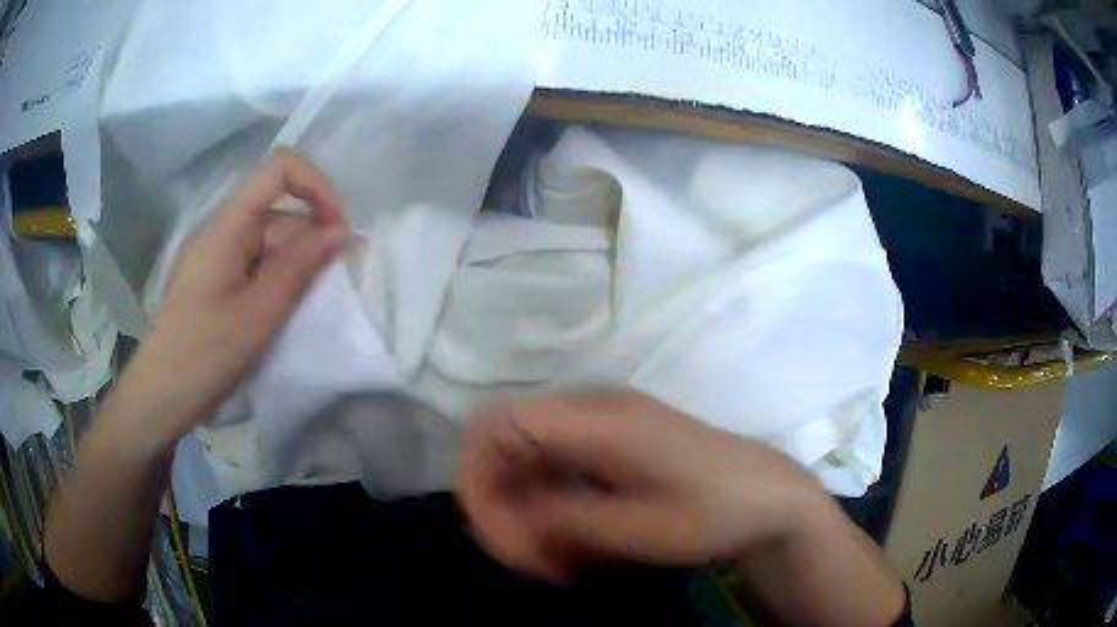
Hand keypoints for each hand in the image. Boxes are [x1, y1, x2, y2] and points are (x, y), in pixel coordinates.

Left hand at [117, 148, 348, 449]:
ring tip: (307, 303)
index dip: (314, 186)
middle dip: (310, 236)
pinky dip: (277, 277)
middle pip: (277, 210)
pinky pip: (255, 262)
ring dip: (295, 262)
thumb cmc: (204, 355)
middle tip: (331, 281)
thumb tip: (341, 230)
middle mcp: (221, 229)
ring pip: (269, 239)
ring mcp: (216, 254)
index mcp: (226, 225)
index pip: (277, 169)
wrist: (160, 396)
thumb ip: (299, 266)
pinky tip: (284, 306)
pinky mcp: (215, 277)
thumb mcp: (258, 313)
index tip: (337, 227)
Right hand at [457, 389, 830, 582]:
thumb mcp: (646, 530)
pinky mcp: (609, 445)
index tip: (496, 534)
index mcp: (600, 420)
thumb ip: (570, 523)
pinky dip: (547, 508)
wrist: (770, 495)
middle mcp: (591, 410)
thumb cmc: (718, 510)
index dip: (476, 477)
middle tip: (529, 560)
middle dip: (499, 505)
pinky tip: (570, 543)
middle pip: (505, 443)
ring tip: (552, 561)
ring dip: (523, 511)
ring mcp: (601, 425)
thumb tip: (512, 522)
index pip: (497, 424)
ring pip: (525, 460)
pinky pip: (554, 470)